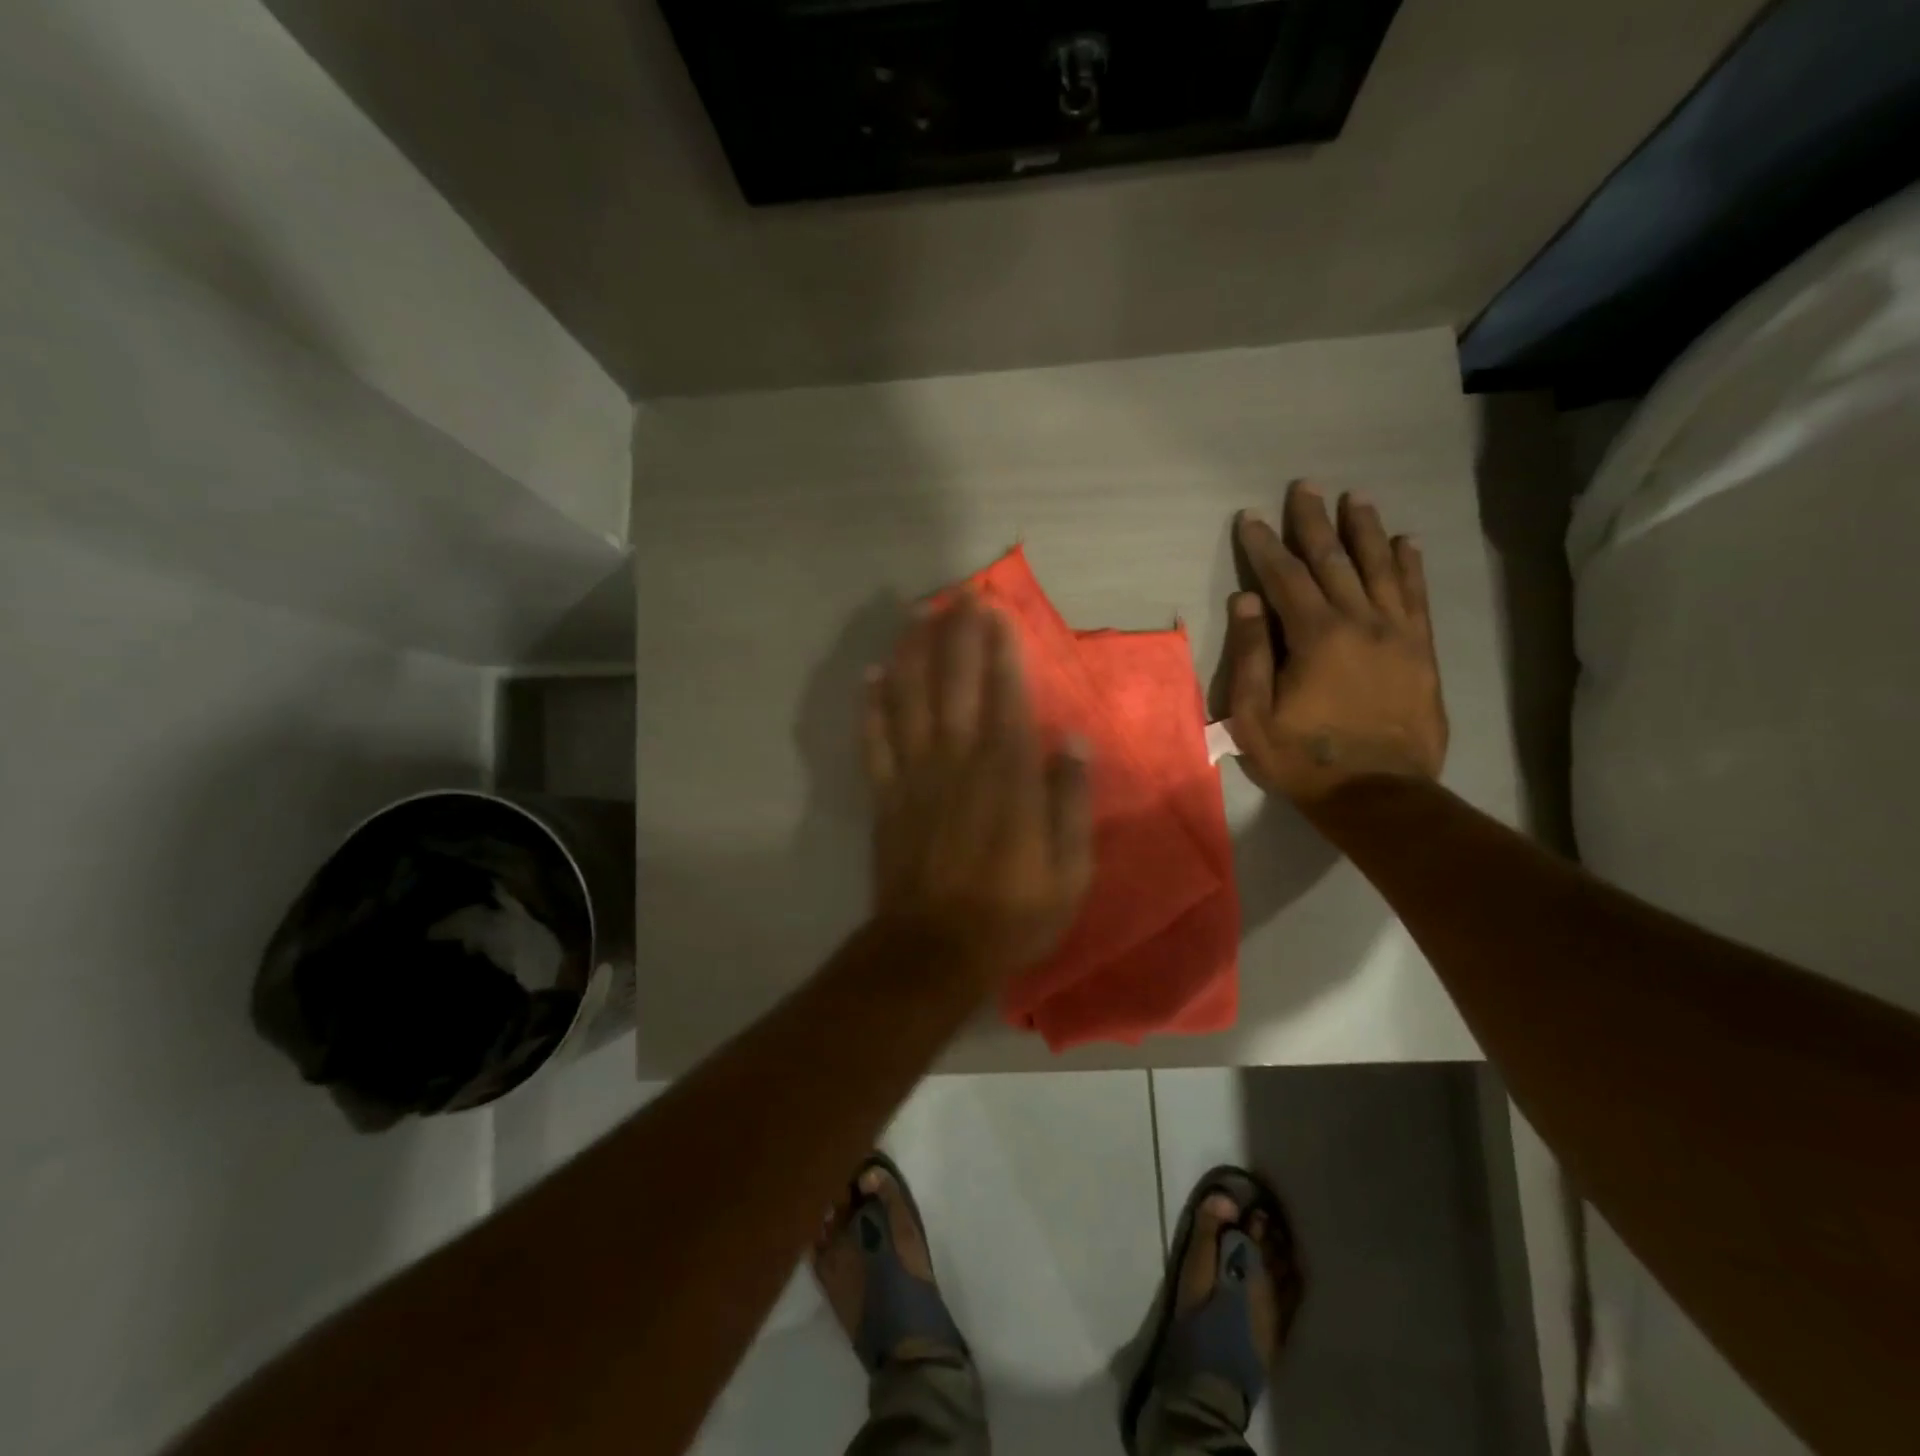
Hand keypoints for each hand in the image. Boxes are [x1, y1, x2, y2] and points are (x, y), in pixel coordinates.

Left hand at [865, 596, 1093, 977]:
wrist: (935, 951)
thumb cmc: (1012, 912)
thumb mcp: (1068, 870)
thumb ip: (1070, 802)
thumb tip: (1075, 742)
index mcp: (1007, 776)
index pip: (1006, 697)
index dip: (1002, 651)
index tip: (998, 611)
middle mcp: (959, 763)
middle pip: (956, 686)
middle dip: (959, 636)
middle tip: (959, 594)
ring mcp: (916, 778)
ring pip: (910, 702)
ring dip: (913, 654)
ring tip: (916, 616)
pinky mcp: (886, 798)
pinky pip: (875, 743)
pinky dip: (871, 708)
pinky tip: (870, 676)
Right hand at [1226, 481, 1447, 804]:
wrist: (1379, 794)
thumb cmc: (1304, 759)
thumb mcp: (1254, 716)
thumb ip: (1250, 655)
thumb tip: (1246, 600)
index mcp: (1314, 636)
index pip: (1284, 577)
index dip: (1264, 545)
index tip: (1250, 517)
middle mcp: (1359, 622)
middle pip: (1333, 561)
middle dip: (1314, 523)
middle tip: (1305, 488)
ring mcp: (1397, 634)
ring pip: (1379, 568)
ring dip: (1364, 531)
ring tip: (1355, 499)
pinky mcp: (1421, 651)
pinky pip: (1415, 597)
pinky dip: (1409, 566)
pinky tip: (1405, 543)